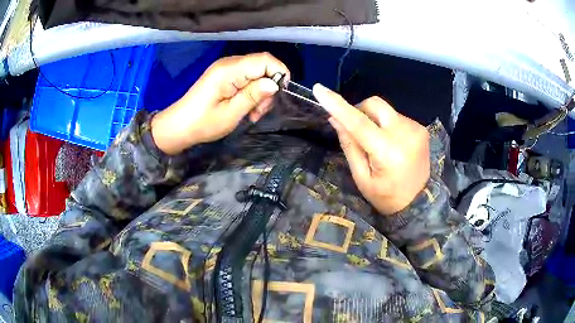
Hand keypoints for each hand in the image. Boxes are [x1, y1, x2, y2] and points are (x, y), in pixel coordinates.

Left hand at [151, 53, 289, 154]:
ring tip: (252, 113)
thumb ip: (253, 95)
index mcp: (229, 70)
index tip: (278, 96)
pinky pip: (247, 77)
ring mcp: (226, 68)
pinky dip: (252, 92)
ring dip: (260, 92)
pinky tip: (246, 107)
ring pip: (257, 73)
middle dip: (269, 87)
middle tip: (259, 111)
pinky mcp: (224, 75)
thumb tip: (275, 83)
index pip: (265, 60)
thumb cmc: (203, 123)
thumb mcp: (231, 114)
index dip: (279, 73)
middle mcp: (229, 63)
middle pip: (262, 65)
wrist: (178, 127)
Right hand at [313, 84, 429, 214]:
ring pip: (385, 110)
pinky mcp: (421, 128)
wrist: (420, 203)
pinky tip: (391, 143)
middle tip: (354, 129)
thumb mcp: (362, 178)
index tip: (319, 89)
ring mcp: (416, 129)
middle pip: (374, 104)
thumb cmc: (386, 197)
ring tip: (377, 142)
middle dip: (359, 110)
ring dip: (374, 120)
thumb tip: (335, 119)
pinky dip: (387, 125)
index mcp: (388, 152)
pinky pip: (396, 117)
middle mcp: (405, 134)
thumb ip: (350, 146)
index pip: (358, 122)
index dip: (337, 104)